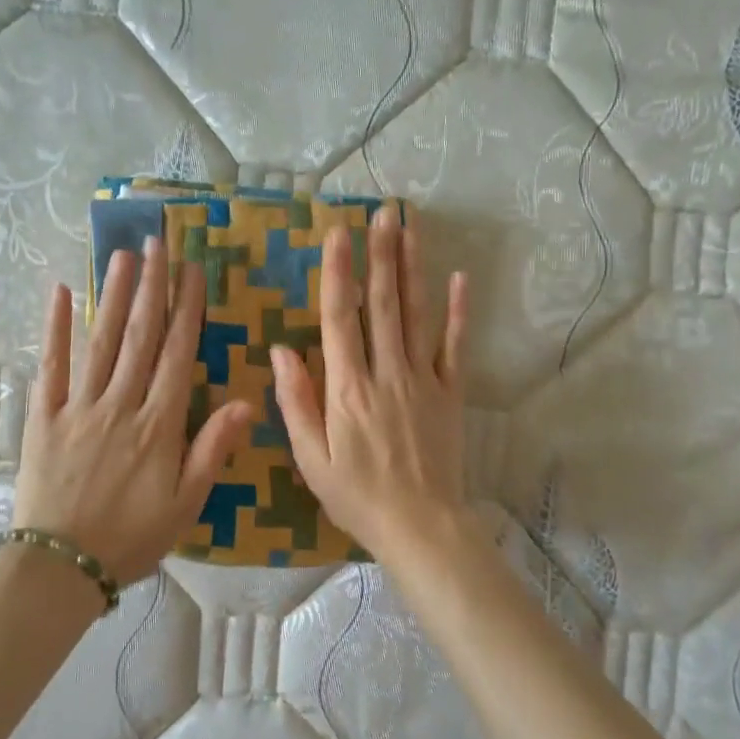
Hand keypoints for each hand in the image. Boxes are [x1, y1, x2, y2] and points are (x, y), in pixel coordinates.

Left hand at [12, 238, 250, 586]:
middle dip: (151, 287)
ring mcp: (79, 406)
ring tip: (123, 254)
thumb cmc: (131, 537)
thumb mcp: (186, 504)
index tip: (192, 271)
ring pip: (101, 341)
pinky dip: (56, 329)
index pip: (177, 354)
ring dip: (114, 295)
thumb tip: (247, 402)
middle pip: (140, 336)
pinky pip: (51, 365)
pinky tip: (63, 294)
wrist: (60, 566)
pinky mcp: (44, 416)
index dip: (186, 310)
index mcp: (158, 424)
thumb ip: (213, 450)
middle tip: (157, 242)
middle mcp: (120, 404)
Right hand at [271, 207, 470, 561]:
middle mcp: (386, 374)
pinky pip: (454, 346)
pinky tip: (459, 277)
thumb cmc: (356, 496)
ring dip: (413, 268)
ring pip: (416, 315)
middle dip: (381, 255)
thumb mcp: (310, 458)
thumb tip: (280, 349)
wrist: (420, 526)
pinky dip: (458, 311)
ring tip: (411, 227)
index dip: (338, 274)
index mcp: (347, 389)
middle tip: (383, 212)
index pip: (339, 319)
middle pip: (382, 305)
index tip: (337, 234)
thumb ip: (294, 401)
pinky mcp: (451, 393)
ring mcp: (423, 380)